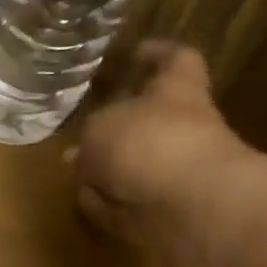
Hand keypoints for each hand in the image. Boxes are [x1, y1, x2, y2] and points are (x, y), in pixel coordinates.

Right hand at [72, 42, 262, 266]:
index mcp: (177, 92)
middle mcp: (183, 129)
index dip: (157, 54)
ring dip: (112, 172)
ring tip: (76, 174)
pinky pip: (134, 204)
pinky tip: (89, 204)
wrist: (191, 209)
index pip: (175, 60)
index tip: (135, 53)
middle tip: (83, 134)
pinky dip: (112, 205)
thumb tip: (78, 158)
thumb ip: (87, 141)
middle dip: (117, 129)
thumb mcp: (99, 131)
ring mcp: (180, 174)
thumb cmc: (148, 145)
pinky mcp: (170, 213)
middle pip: (152, 120)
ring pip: (140, 166)